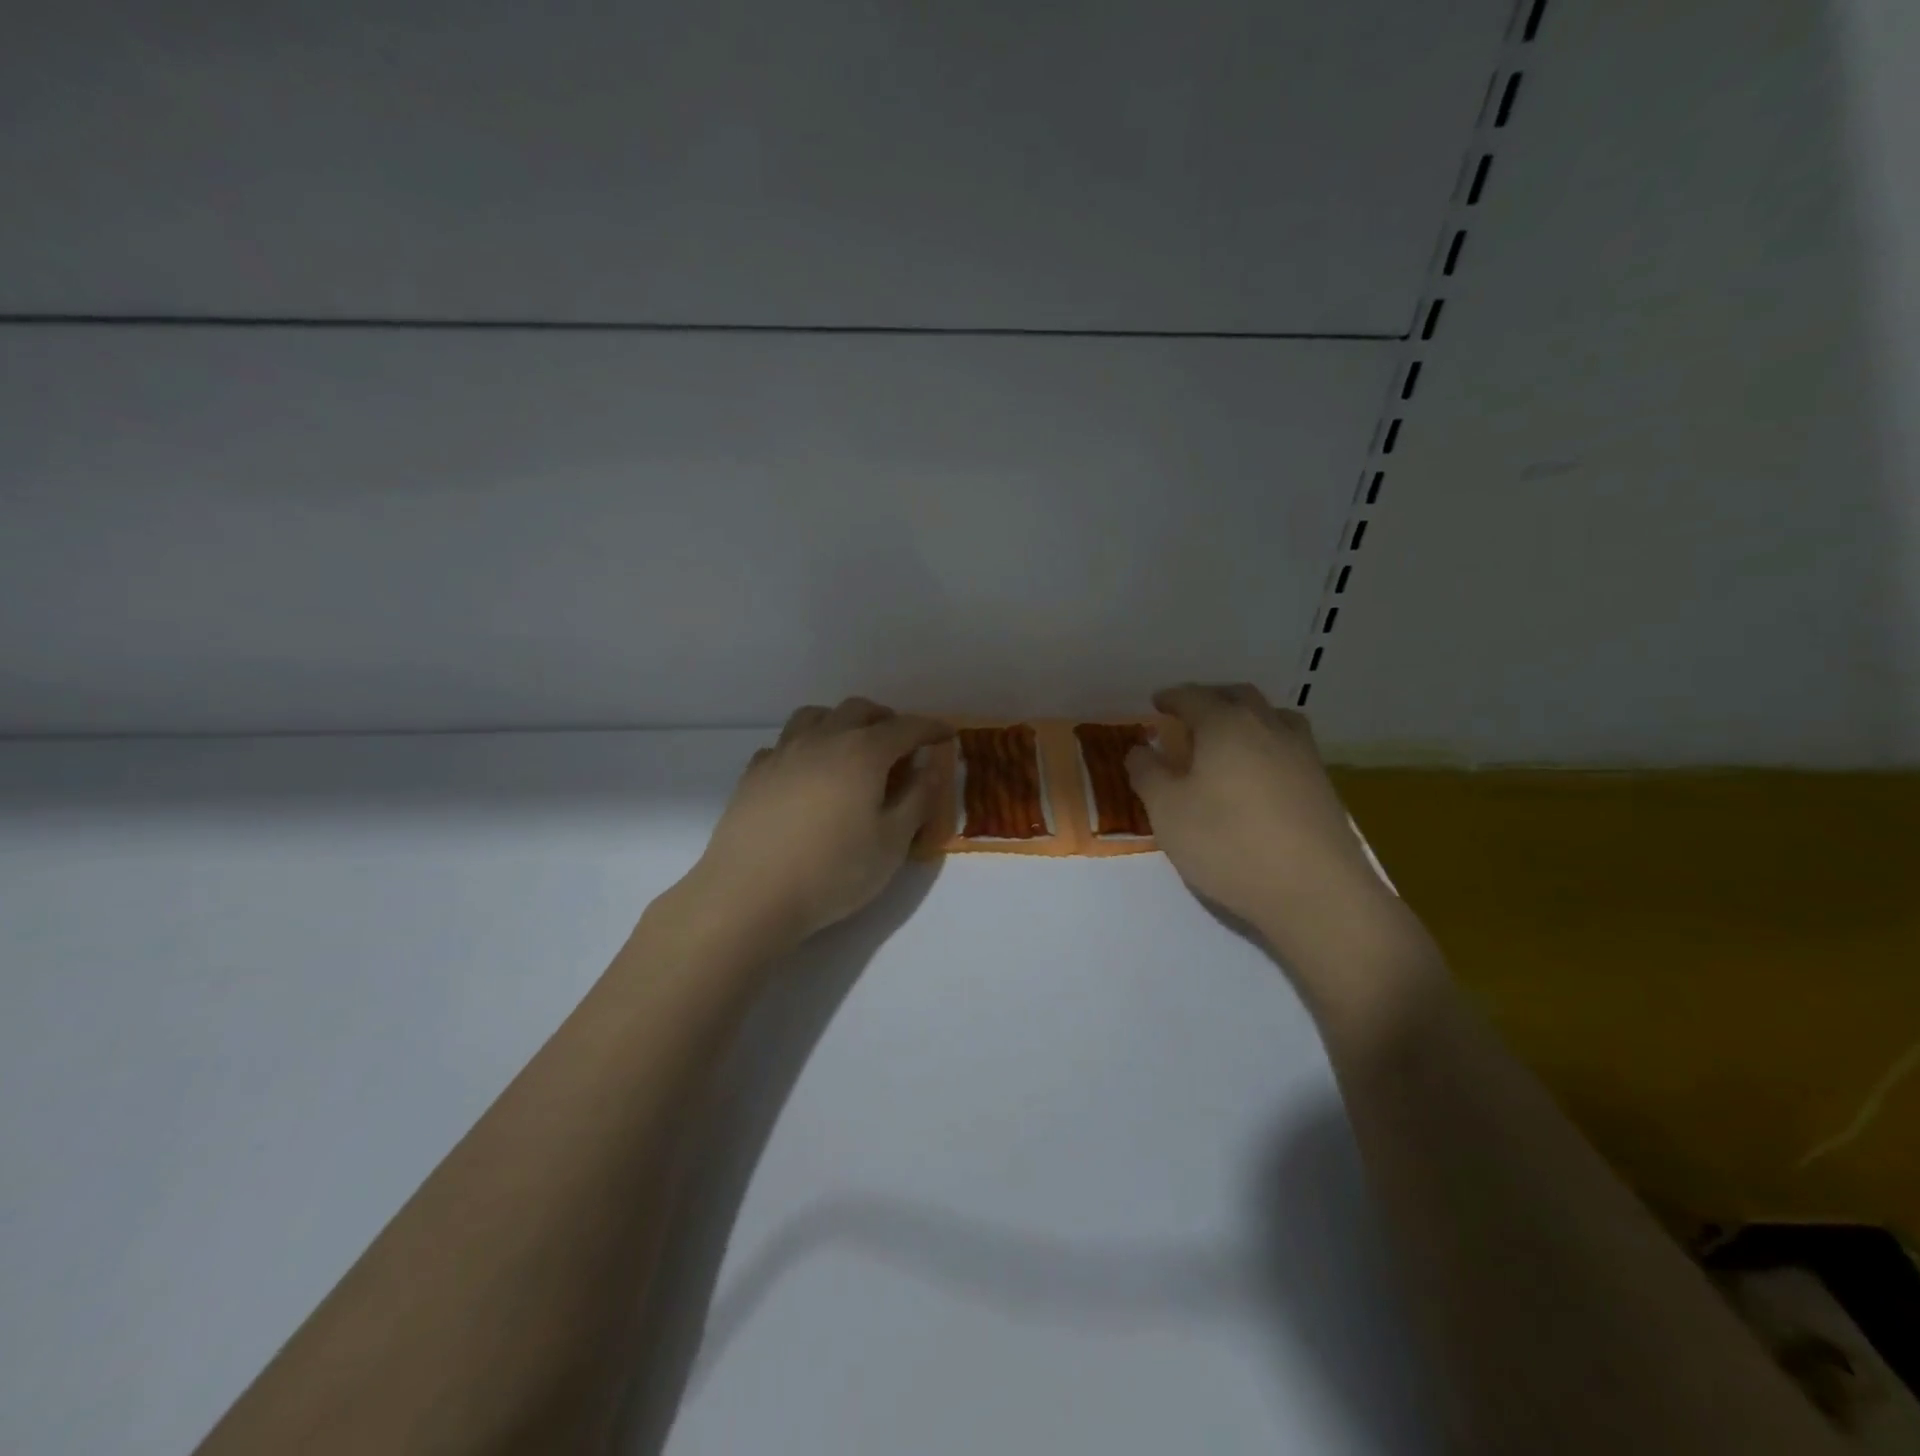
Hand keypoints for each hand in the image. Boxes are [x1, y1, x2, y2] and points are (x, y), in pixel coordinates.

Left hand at [684, 697, 951, 948]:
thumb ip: (917, 800)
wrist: (750, 894)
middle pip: (859, 710)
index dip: (931, 728)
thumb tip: (929, 768)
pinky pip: (785, 743)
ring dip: (842, 722)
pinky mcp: (754, 773)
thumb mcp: (892, 843)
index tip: (947, 735)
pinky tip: (807, 774)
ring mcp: (783, 753)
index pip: (906, 728)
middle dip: (886, 719)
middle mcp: (823, 740)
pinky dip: (806, 747)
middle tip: (900, 744)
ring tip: (852, 748)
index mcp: (863, 753)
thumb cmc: (833, 872)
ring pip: (816, 716)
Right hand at [1127, 684, 1419, 990]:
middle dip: (1210, 699)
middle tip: (1189, 716)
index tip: (1156, 703)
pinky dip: (1267, 744)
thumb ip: (1147, 773)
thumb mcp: (1167, 811)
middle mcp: (1267, 727)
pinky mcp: (1322, 783)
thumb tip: (1140, 749)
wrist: (1314, 891)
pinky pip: (1289, 745)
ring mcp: (1301, 753)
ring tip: (1228, 738)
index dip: (1171, 698)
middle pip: (1237, 696)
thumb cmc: (1227, 843)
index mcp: (1225, 725)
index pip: (1193, 697)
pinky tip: (1258, 773)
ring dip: (1246, 717)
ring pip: (1272, 716)